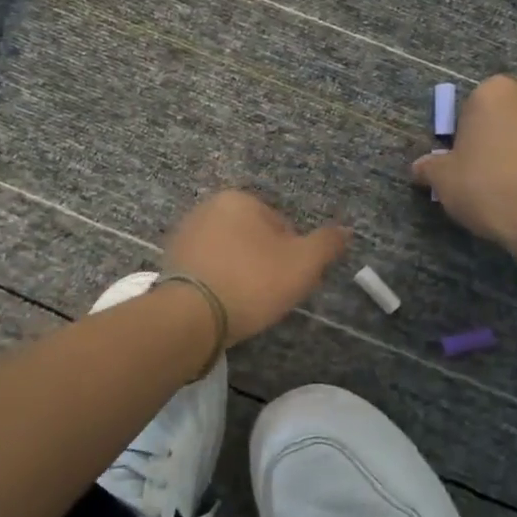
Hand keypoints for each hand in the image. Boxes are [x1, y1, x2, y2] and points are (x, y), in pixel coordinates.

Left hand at [163, 191, 349, 344]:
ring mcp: (185, 234)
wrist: (190, 317)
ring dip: (241, 272)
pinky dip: (218, 283)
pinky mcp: (170, 262)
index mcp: (238, 199)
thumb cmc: (252, 282)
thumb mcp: (303, 263)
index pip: (281, 225)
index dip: (293, 255)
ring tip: (247, 303)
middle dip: (265, 262)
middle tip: (271, 294)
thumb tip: (345, 230)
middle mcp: (207, 207)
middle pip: (253, 237)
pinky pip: (207, 270)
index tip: (291, 281)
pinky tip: (223, 305)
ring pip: (230, 253)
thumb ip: (327, 244)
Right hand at [413, 75, 516, 248]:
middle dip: (507, 133)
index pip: (475, 107)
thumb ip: (430, 167)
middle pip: (514, 111)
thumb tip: (420, 166)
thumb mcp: (444, 182)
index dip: (470, 135)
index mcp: (494, 92)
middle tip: (498, 172)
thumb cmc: (489, 190)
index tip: (470, 163)